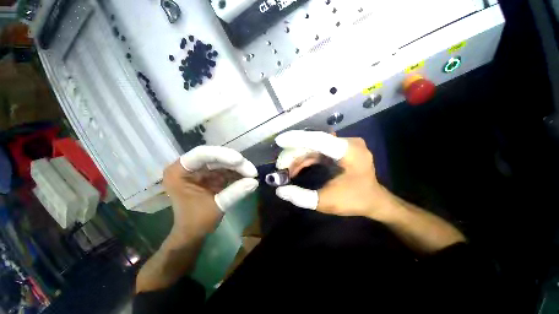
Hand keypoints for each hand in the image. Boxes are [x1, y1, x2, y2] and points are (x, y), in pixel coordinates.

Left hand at [163, 146, 258, 238]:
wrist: (193, 233)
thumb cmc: (196, 222)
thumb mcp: (216, 207)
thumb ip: (235, 192)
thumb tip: (255, 182)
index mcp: (179, 172)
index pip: (201, 154)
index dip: (222, 155)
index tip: (240, 161)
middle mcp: (189, 167)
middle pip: (215, 157)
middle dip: (235, 163)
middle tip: (252, 171)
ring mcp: (201, 170)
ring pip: (223, 162)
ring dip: (239, 167)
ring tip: (252, 174)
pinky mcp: (211, 174)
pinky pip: (226, 169)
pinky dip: (237, 172)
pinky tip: (248, 177)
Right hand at [274, 131, 392, 219]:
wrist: (373, 201)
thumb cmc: (354, 201)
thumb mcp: (326, 202)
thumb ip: (302, 197)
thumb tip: (280, 190)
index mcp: (350, 152)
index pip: (319, 139)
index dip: (297, 139)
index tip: (279, 141)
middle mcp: (348, 143)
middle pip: (314, 142)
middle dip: (294, 154)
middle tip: (280, 167)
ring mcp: (344, 144)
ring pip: (313, 146)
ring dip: (298, 157)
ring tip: (285, 171)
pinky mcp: (339, 149)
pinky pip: (318, 150)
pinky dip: (305, 159)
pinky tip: (295, 168)